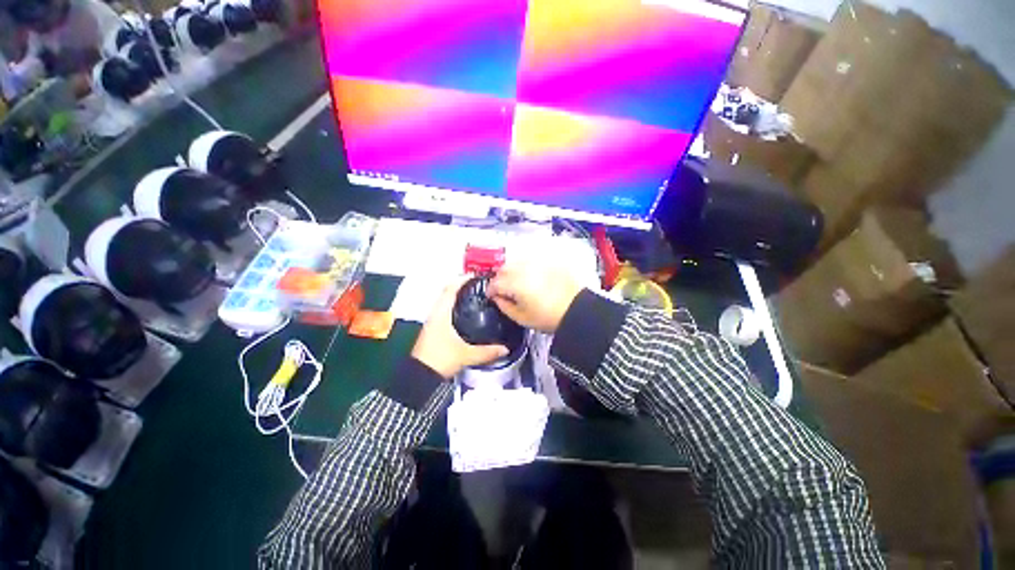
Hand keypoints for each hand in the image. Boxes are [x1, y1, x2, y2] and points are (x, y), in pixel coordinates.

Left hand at [411, 276, 508, 378]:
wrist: (418, 376)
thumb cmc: (440, 359)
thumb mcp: (465, 355)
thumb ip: (486, 352)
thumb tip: (505, 349)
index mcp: (441, 313)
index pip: (450, 289)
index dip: (462, 279)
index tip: (476, 275)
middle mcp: (435, 313)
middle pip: (447, 292)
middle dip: (462, 286)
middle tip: (479, 285)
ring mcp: (433, 321)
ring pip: (445, 301)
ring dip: (457, 295)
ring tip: (475, 296)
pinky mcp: (433, 328)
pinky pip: (445, 310)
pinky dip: (454, 306)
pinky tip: (465, 313)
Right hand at [488, 262, 582, 332]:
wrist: (576, 309)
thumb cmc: (546, 317)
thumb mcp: (521, 318)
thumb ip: (504, 306)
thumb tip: (497, 297)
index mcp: (515, 283)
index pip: (495, 282)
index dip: (490, 290)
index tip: (491, 296)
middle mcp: (523, 268)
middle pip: (504, 269)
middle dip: (499, 279)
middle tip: (502, 290)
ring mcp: (536, 263)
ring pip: (516, 262)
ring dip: (510, 271)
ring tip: (514, 283)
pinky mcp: (547, 262)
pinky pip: (529, 261)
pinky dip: (524, 267)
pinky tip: (528, 277)